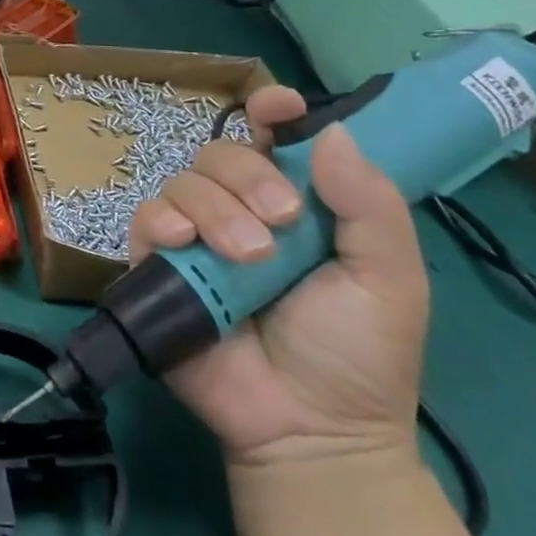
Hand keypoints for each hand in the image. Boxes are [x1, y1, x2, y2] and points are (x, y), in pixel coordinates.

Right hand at [129, 86, 428, 468]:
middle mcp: (240, 208)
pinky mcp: (158, 263)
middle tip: (281, 224)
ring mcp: (196, 235)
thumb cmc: (358, 353)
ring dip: (215, 209)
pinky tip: (184, 244)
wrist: (310, 428)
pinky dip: (163, 222)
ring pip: (185, 182)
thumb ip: (369, 205)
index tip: (278, 108)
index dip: (272, 110)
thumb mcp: (390, 278)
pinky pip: (146, 218)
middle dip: (249, 177)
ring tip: (248, 259)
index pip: (274, 137)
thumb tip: (331, 130)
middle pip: (223, 152)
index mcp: (296, 202)